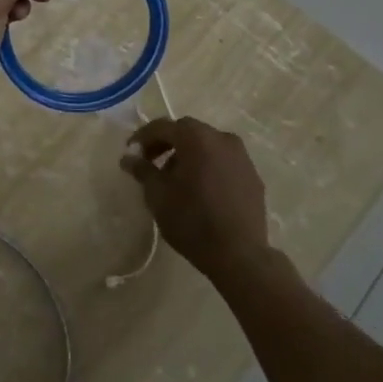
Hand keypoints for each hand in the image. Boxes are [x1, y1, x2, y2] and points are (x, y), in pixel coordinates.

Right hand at [123, 117, 275, 280]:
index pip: (163, 126)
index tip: (131, 153)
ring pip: (208, 145)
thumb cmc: (192, 220)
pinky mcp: (253, 176)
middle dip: (167, 143)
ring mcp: (242, 157)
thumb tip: (128, 157)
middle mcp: (222, 139)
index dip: (143, 137)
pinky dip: (208, 166)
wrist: (239, 255)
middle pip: (188, 132)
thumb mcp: (157, 195)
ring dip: (188, 154)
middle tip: (151, 162)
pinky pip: (224, 161)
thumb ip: (142, 170)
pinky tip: (200, 189)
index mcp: (197, 138)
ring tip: (176, 179)